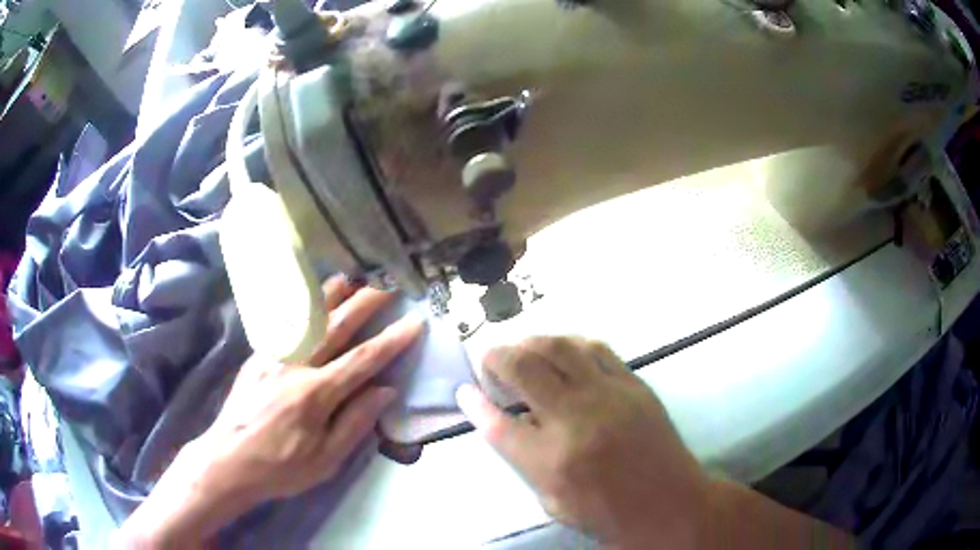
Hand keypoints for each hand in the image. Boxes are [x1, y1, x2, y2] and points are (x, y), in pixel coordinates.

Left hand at [117, 276, 424, 547]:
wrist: (228, 460)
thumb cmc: (281, 467)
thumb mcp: (325, 459)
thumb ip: (355, 422)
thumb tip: (385, 390)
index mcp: (315, 394)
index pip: (362, 360)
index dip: (392, 340)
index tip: (415, 321)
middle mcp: (295, 365)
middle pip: (336, 326)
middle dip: (365, 303)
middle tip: (387, 285)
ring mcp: (272, 356)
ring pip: (307, 317)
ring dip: (331, 294)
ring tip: (351, 277)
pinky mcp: (257, 356)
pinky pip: (283, 323)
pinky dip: (301, 306)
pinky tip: (309, 298)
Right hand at [456, 337, 706, 548]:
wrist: (669, 504)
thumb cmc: (609, 514)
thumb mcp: (553, 503)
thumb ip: (526, 461)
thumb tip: (509, 421)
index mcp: (552, 461)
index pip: (498, 423)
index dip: (474, 403)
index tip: (464, 390)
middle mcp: (577, 419)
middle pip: (523, 368)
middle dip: (495, 357)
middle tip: (490, 361)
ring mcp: (608, 395)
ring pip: (558, 347)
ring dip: (530, 342)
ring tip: (521, 350)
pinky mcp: (633, 384)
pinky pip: (595, 348)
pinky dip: (569, 343)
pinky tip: (562, 351)